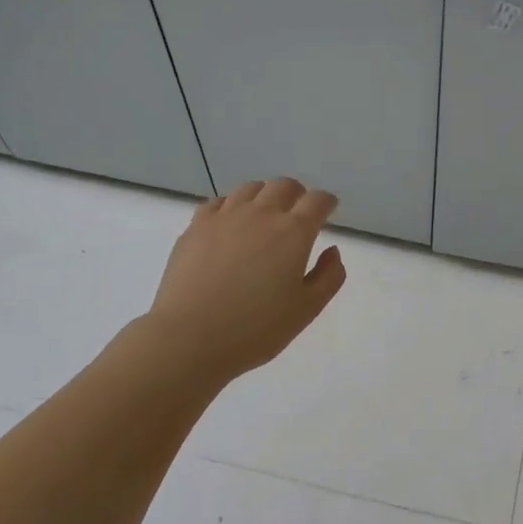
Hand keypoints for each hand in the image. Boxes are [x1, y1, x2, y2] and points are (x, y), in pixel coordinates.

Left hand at [146, 178, 346, 386]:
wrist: (191, 337)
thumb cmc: (257, 328)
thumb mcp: (307, 309)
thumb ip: (329, 276)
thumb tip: (331, 250)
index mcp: (293, 232)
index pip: (317, 201)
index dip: (327, 203)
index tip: (328, 211)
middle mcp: (261, 214)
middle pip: (284, 186)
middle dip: (297, 194)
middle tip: (298, 212)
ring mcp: (225, 217)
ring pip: (251, 188)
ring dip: (265, 196)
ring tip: (265, 215)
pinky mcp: (196, 227)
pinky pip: (218, 202)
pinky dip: (232, 206)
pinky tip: (230, 224)